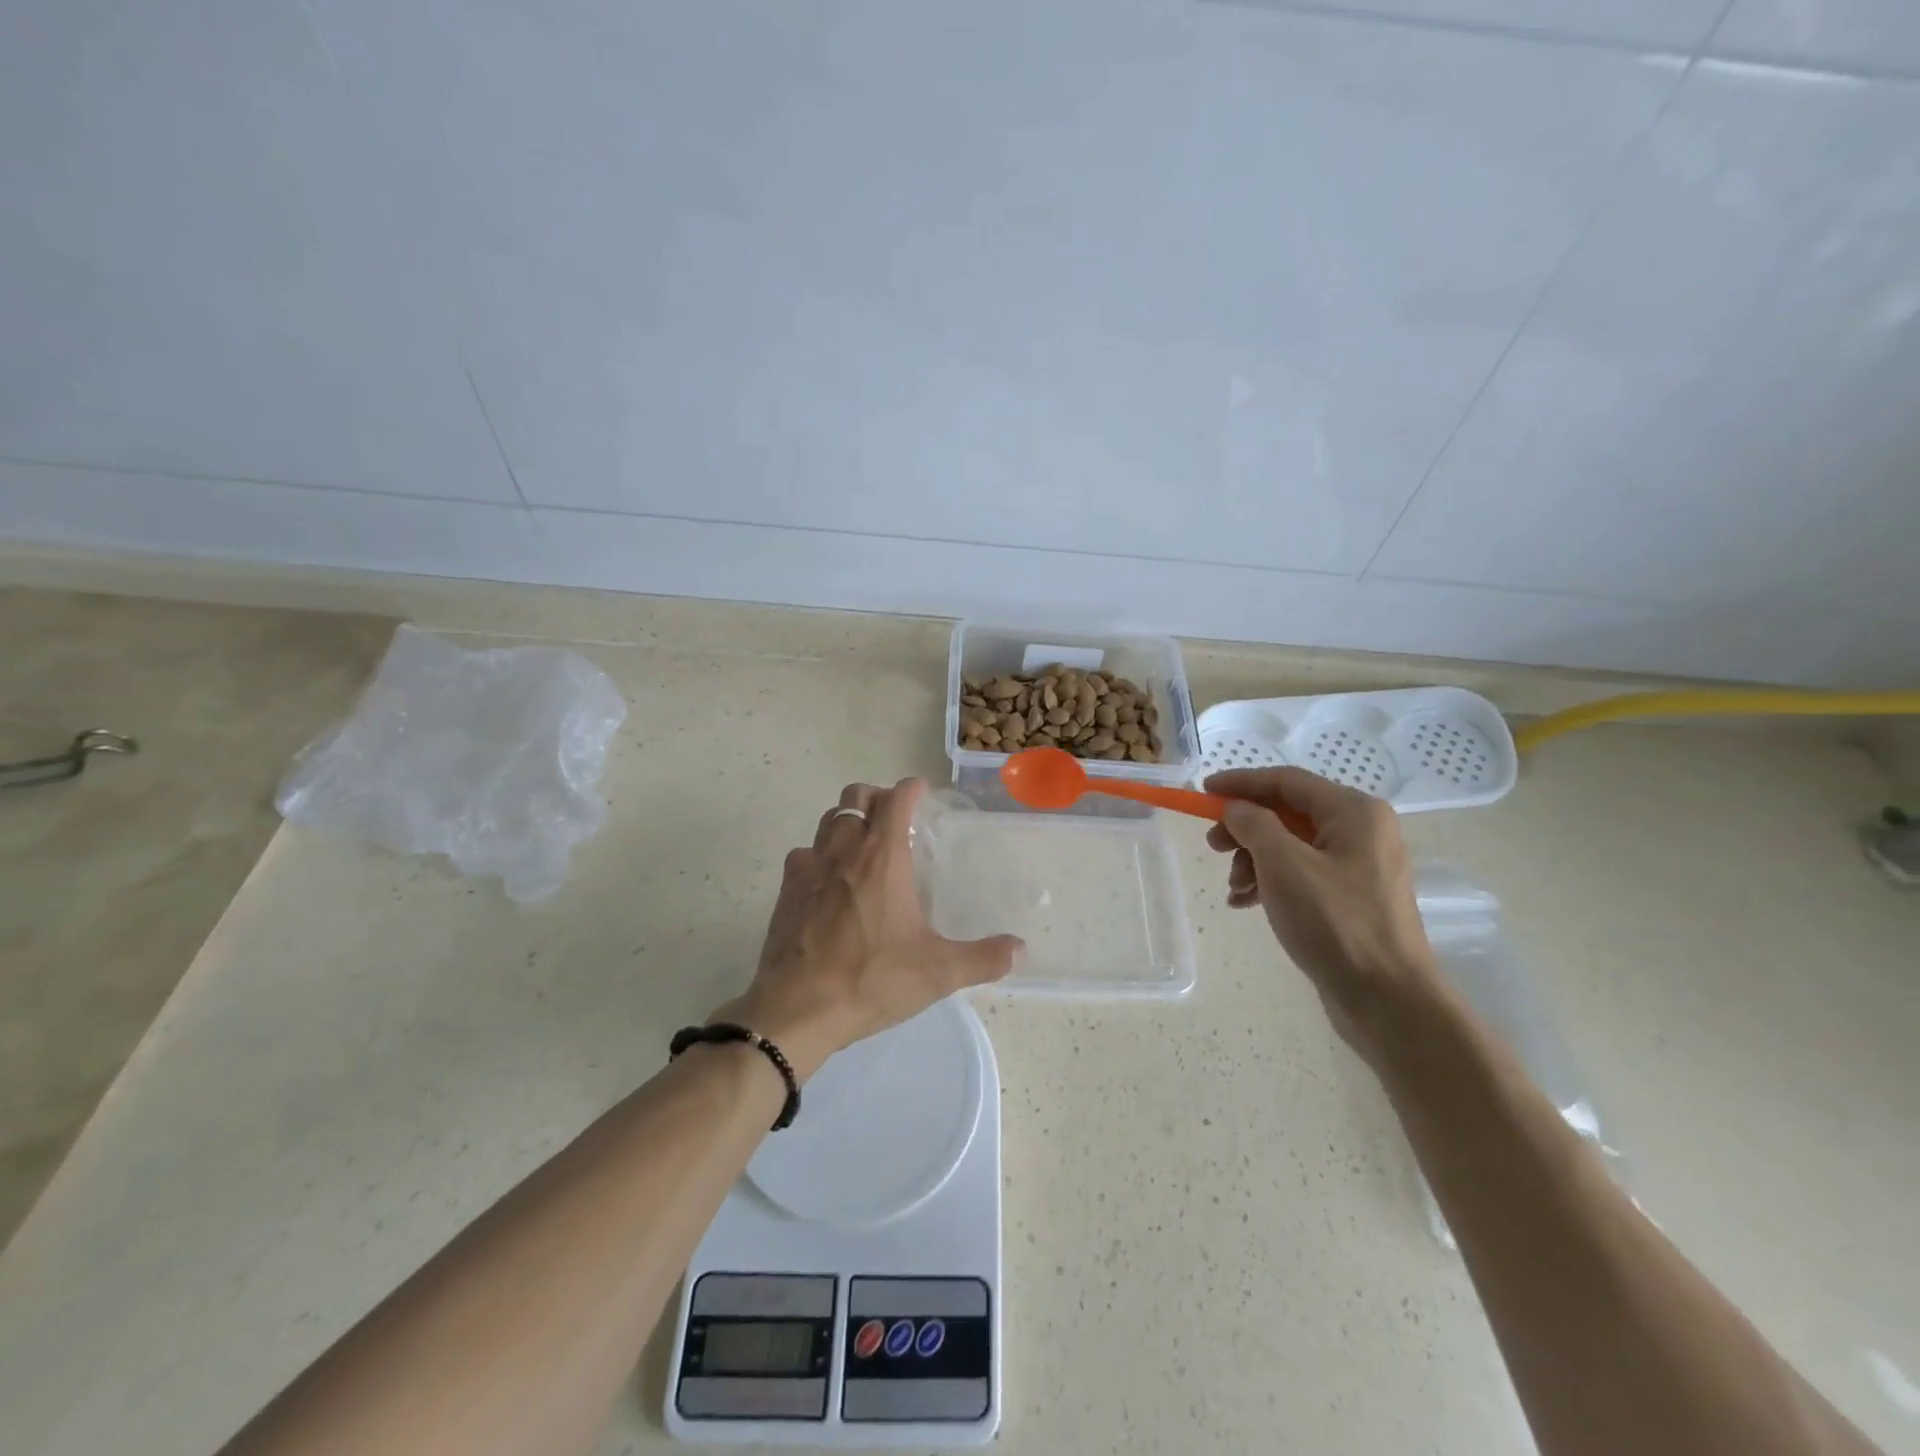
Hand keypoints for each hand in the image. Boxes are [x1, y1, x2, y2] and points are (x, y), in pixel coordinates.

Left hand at [710, 778, 1022, 1080]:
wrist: (797, 1009)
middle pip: (856, 796)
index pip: (896, 799)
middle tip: (894, 817)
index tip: (922, 791)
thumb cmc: (871, 980)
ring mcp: (810, 867)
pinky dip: (819, 854)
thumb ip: (982, 958)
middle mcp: (844, 850)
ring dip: (848, 820)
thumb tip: (1019, 950)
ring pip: (828, 820)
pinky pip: (804, 854)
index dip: (911, 788)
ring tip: (863, 842)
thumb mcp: (937, 972)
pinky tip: (828, 880)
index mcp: (882, 857)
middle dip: (877, 797)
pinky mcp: (786, 891)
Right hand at [1204, 767, 1443, 1065]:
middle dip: (1245, 828)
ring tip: (1233, 888)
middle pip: (1287, 813)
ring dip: (1253, 860)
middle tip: (1213, 846)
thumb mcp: (1283, 864)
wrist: (1387, 999)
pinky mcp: (1351, 898)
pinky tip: (1245, 903)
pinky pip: (1301, 874)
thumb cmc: (1335, 921)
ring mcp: (1358, 866)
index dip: (1241, 783)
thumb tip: (1236, 808)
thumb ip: (1253, 824)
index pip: (1286, 781)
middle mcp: (1362, 831)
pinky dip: (1270, 882)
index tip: (1203, 791)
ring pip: (1290, 845)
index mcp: (1354, 812)